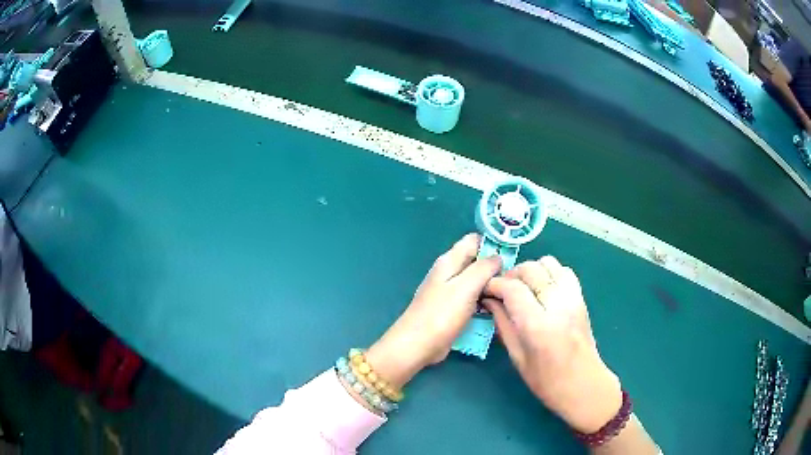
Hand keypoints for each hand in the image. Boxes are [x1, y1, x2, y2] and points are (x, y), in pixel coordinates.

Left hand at [366, 234, 500, 388]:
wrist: (417, 345)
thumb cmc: (441, 314)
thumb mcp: (466, 287)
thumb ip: (483, 268)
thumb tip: (498, 256)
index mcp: (449, 261)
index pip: (475, 240)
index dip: (494, 243)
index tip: (513, 255)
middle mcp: (449, 272)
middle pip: (477, 261)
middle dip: (495, 267)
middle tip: (515, 280)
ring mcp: (450, 291)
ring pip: (476, 282)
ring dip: (491, 286)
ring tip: (511, 295)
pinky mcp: (452, 309)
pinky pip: (473, 299)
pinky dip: (484, 301)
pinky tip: (497, 309)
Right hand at [483, 256, 621, 433]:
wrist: (585, 385)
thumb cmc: (547, 381)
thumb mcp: (518, 357)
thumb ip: (503, 324)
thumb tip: (489, 301)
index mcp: (538, 326)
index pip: (512, 288)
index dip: (495, 284)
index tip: (485, 290)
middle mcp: (557, 305)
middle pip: (530, 269)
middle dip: (511, 275)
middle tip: (502, 290)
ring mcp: (573, 299)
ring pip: (548, 263)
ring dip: (531, 271)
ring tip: (522, 288)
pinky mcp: (581, 298)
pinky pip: (564, 271)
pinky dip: (550, 273)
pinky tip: (542, 289)